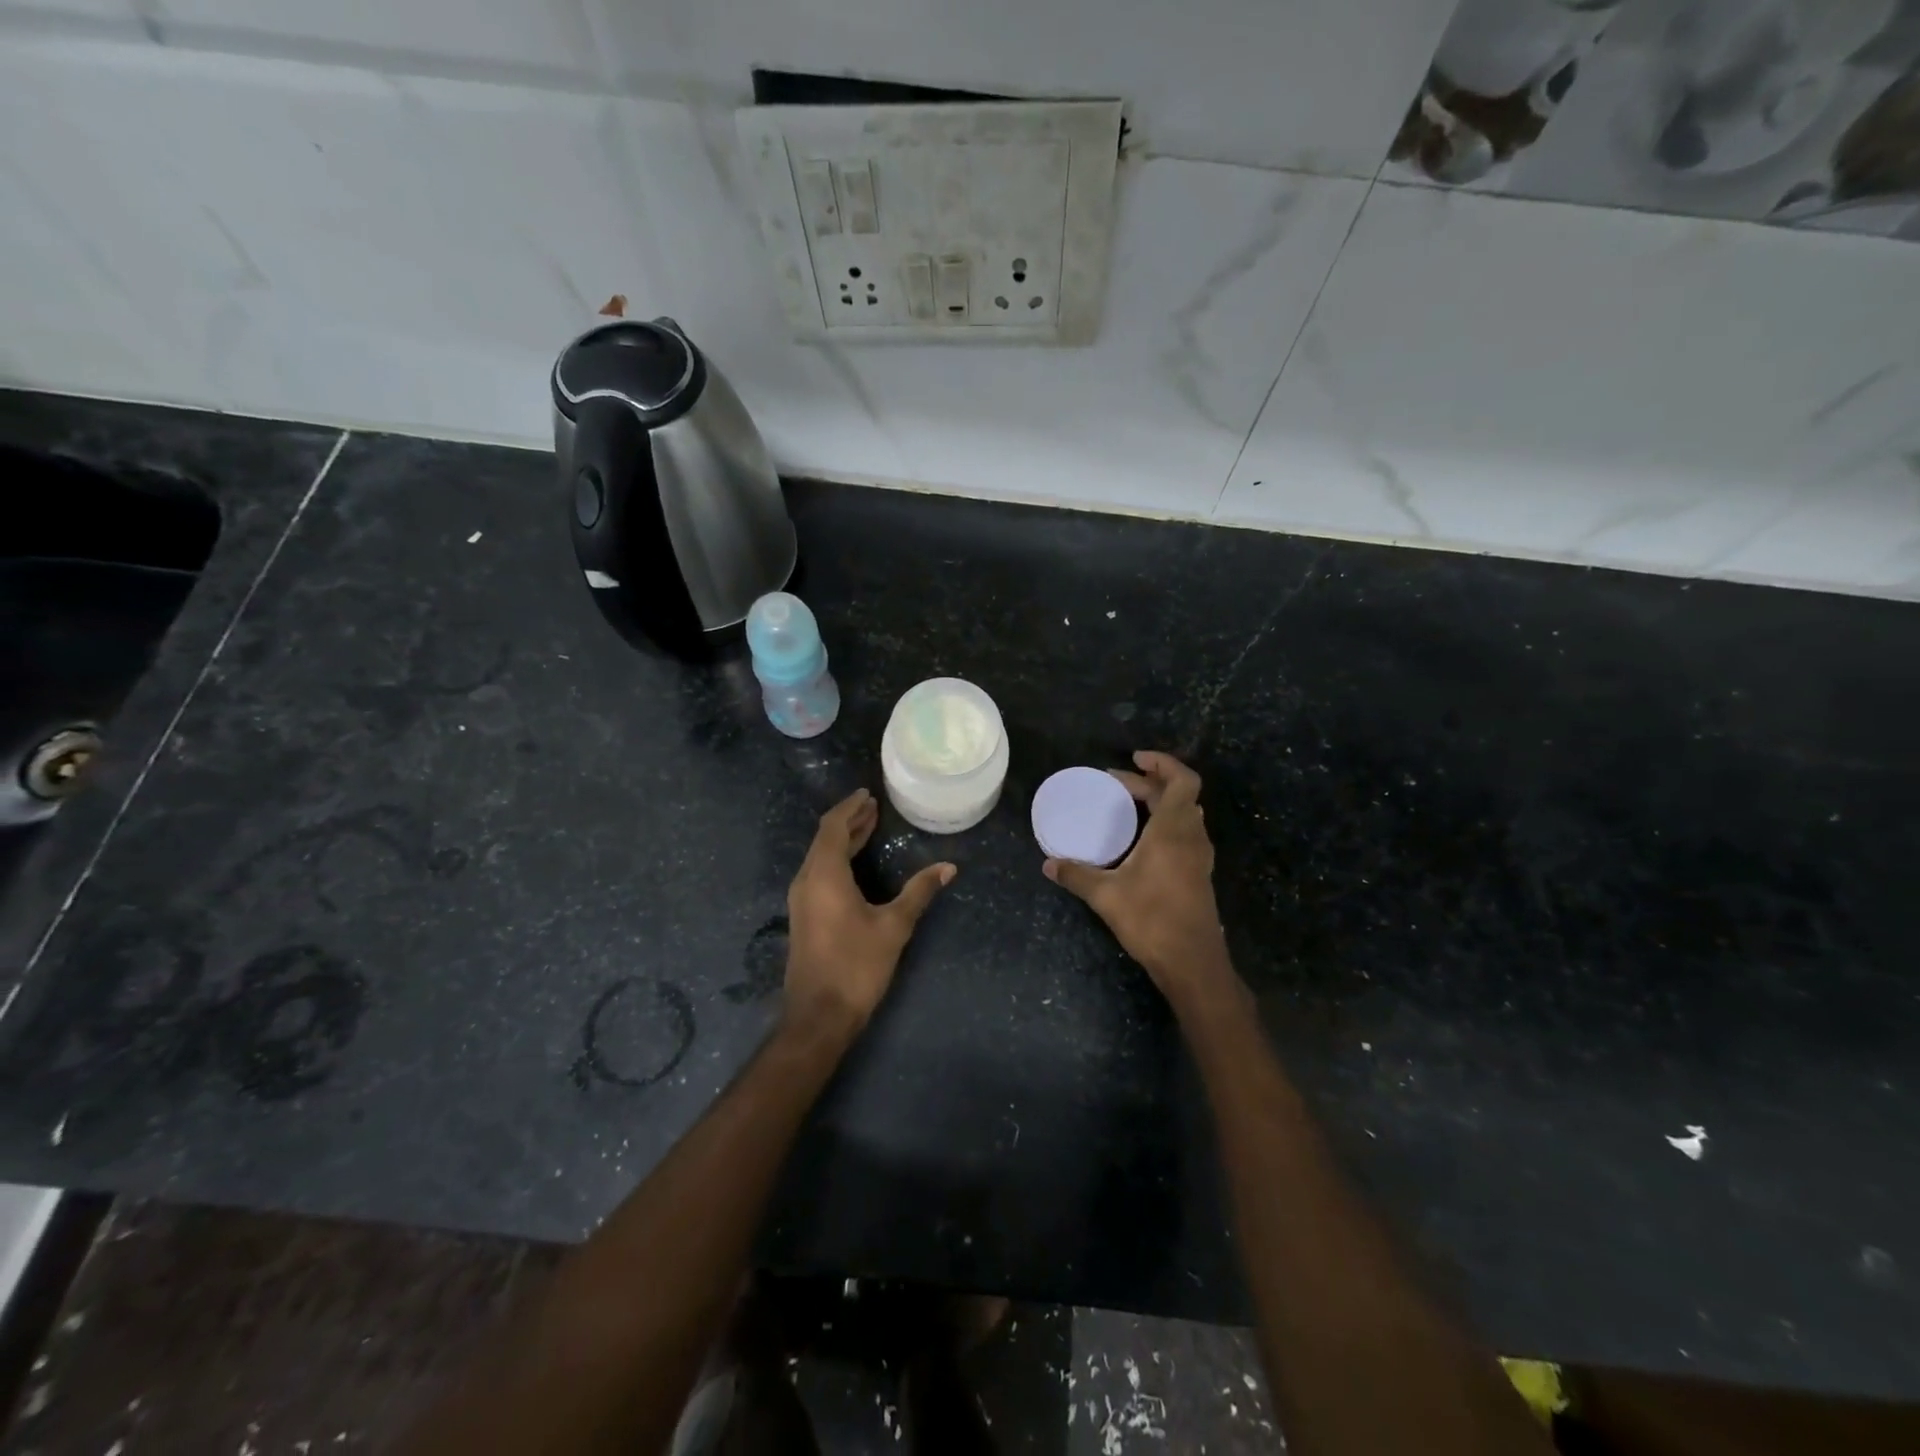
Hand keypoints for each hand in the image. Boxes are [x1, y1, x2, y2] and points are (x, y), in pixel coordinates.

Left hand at [785, 789, 954, 1037]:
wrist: (818, 1016)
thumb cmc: (856, 966)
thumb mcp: (894, 926)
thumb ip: (919, 892)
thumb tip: (948, 867)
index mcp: (824, 875)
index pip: (833, 827)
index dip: (850, 808)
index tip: (868, 794)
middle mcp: (807, 880)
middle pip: (825, 838)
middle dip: (849, 821)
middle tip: (874, 807)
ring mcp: (802, 900)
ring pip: (820, 856)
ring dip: (843, 840)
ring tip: (869, 827)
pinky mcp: (804, 916)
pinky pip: (819, 873)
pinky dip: (838, 858)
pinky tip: (856, 864)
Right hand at [1043, 752, 1230, 1004]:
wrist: (1192, 962)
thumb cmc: (1152, 920)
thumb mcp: (1106, 896)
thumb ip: (1076, 875)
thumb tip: (1048, 864)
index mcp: (1173, 831)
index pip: (1182, 780)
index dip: (1163, 763)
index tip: (1134, 759)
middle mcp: (1192, 837)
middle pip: (1179, 795)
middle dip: (1149, 783)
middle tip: (1115, 785)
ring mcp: (1199, 857)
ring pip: (1185, 814)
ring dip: (1161, 802)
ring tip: (1129, 805)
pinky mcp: (1198, 874)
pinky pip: (1185, 833)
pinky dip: (1166, 823)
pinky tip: (1143, 840)